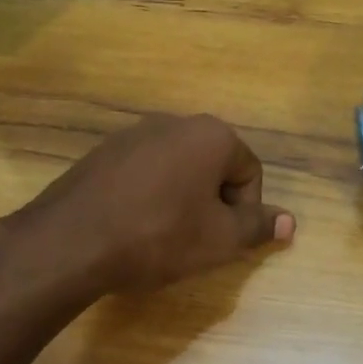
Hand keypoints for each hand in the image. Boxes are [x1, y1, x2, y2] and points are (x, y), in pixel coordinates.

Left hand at [0, 113, 293, 301]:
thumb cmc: (159, 236)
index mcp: (211, 135)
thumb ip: (258, 226)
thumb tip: (291, 222)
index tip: (223, 241)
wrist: (71, 241)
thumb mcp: (219, 240)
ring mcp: (133, 133)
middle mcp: (174, 122)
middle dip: (214, 203)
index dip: (245, 211)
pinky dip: (149, 196)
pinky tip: (133, 226)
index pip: (250, 171)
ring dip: (182, 199)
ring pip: (178, 168)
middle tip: (197, 241)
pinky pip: (144, 172)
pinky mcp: (103, 152)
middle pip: (214, 165)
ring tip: (163, 236)